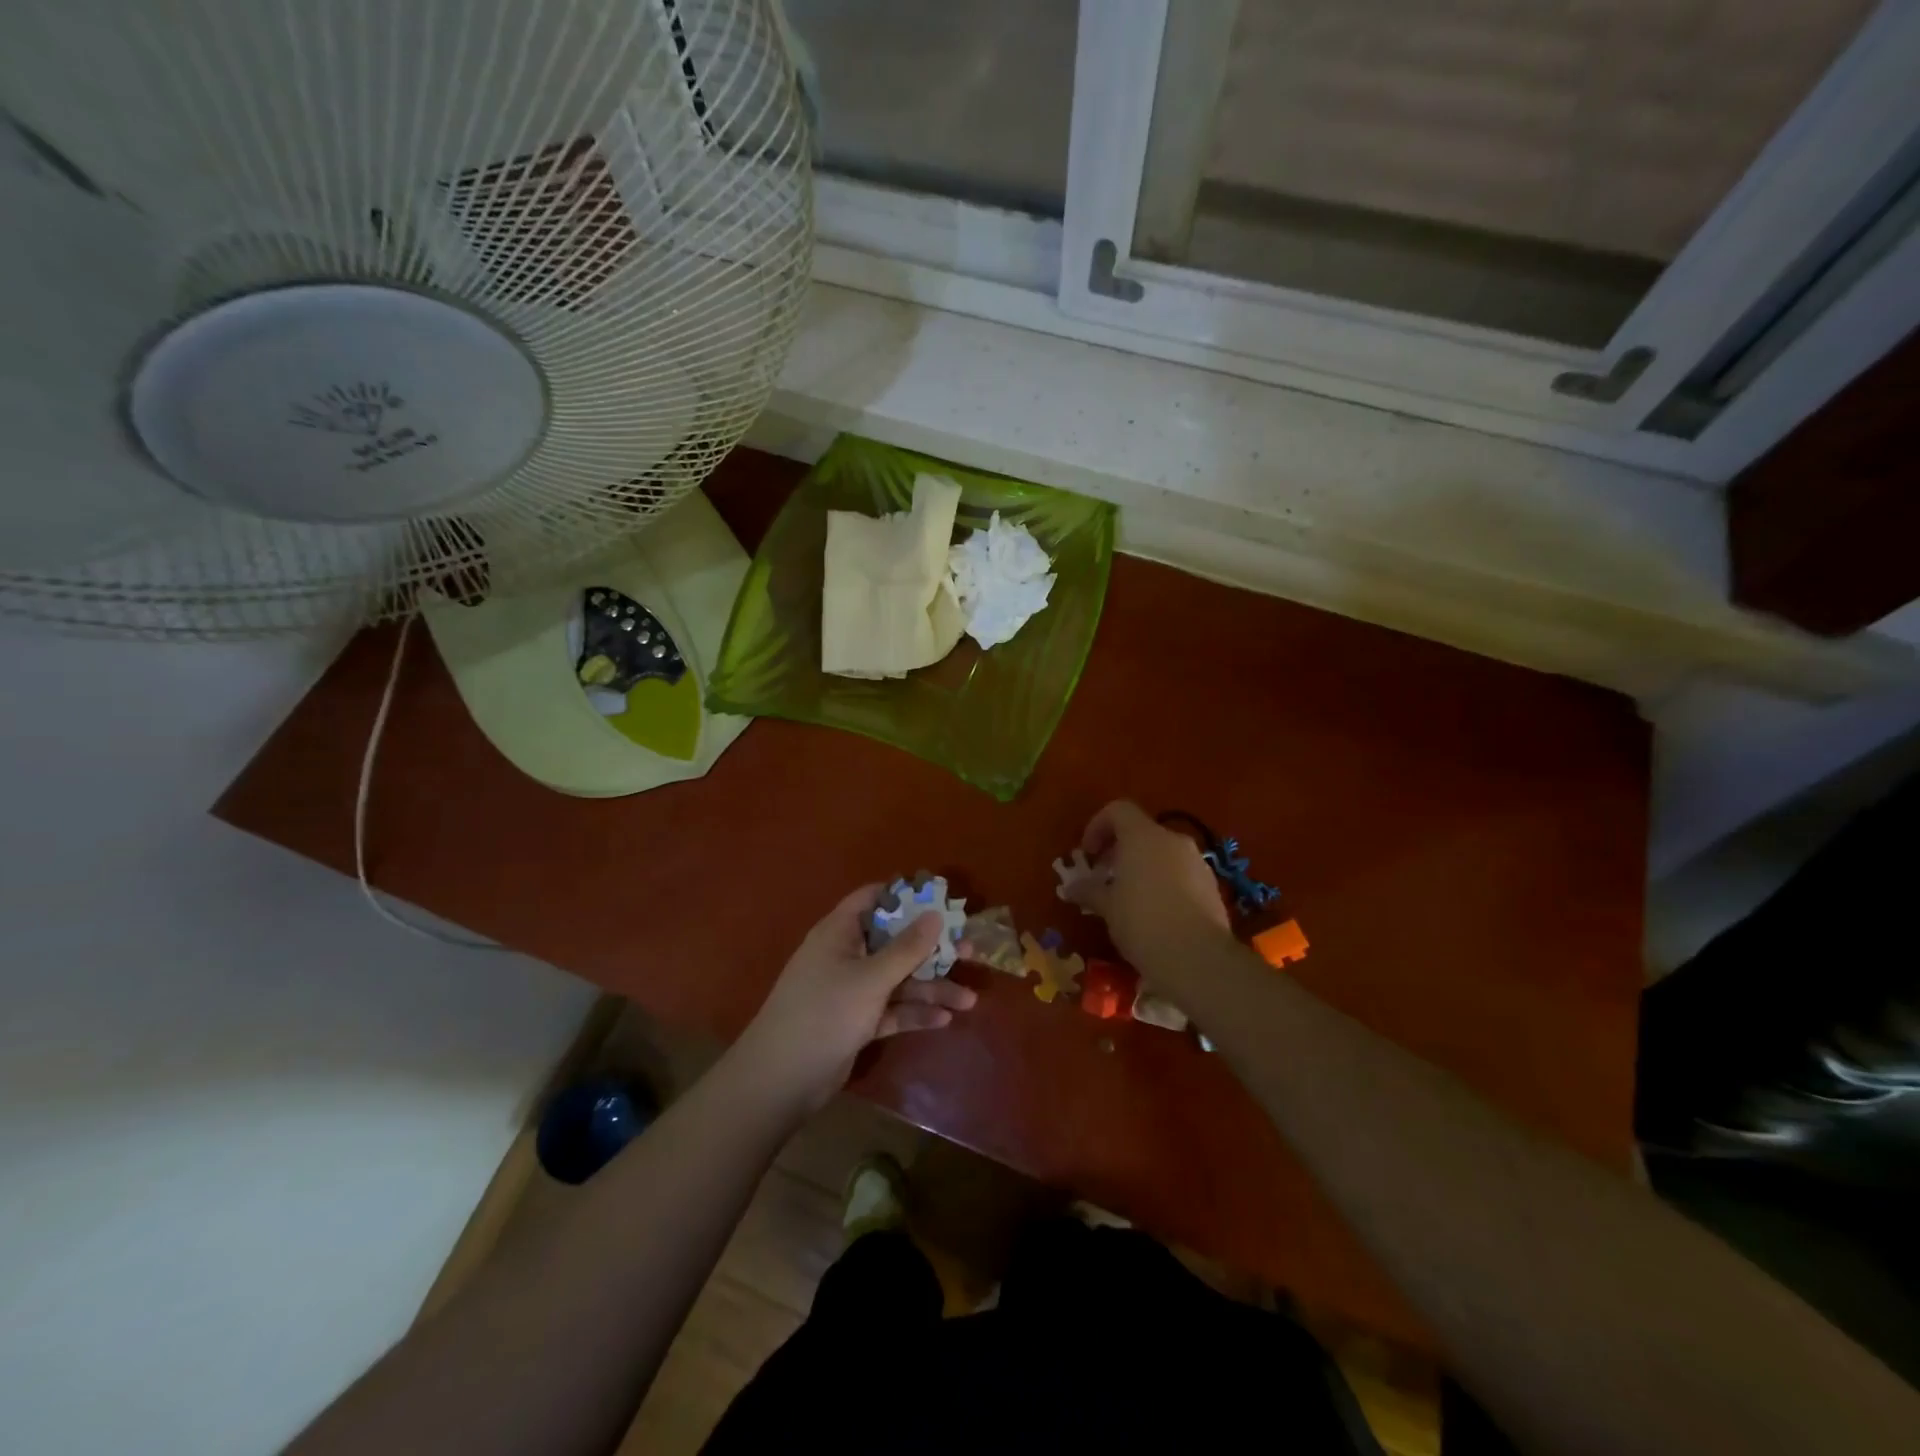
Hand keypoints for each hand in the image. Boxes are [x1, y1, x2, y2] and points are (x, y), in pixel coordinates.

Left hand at [733, 884, 976, 1111]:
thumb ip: (906, 948)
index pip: (874, 899)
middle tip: (970, 951)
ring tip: (970, 1000)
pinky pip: (891, 1010)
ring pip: (897, 980)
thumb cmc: (825, 1013)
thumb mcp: (871, 978)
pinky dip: (914, 1013)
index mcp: (840, 932)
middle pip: (894, 942)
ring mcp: (850, 990)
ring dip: (931, 988)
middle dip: (931, 949)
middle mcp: (846, 955)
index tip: (941, 898)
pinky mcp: (856, 1022)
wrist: (782, 1079)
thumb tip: (935, 915)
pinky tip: (944, 1020)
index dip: (905, 896)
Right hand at [1065, 801, 1231, 972]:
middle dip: (1120, 851)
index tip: (1088, 854)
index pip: (1118, 810)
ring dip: (1143, 868)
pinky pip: (1182, 875)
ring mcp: (1198, 863)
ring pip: (1164, 854)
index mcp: (1143, 836)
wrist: (1197, 958)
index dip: (1098, 826)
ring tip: (1129, 899)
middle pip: (1142, 832)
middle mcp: (1173, 841)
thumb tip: (1072, 887)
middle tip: (1104, 878)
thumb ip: (1089, 890)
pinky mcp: (1212, 887)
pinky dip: (1165, 884)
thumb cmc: (1142, 922)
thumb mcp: (1107, 907)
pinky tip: (1156, 914)